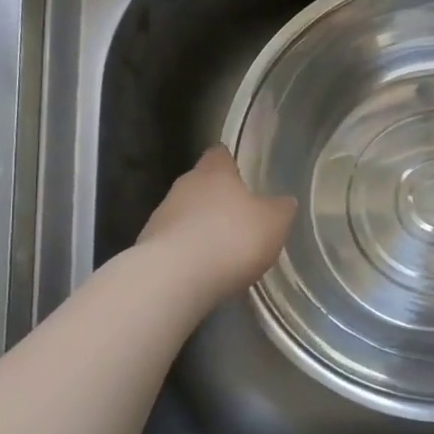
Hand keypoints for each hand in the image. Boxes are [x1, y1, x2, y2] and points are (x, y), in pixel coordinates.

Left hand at [137, 147, 297, 306]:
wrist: (174, 278)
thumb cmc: (231, 239)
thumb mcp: (273, 223)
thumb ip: (280, 209)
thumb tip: (284, 201)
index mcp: (214, 172)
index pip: (220, 155)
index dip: (231, 163)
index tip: (243, 175)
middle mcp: (184, 186)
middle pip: (201, 185)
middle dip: (218, 199)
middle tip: (240, 218)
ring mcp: (161, 216)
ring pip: (186, 214)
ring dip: (201, 228)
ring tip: (222, 251)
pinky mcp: (149, 247)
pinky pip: (175, 244)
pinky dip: (189, 253)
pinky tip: (203, 271)